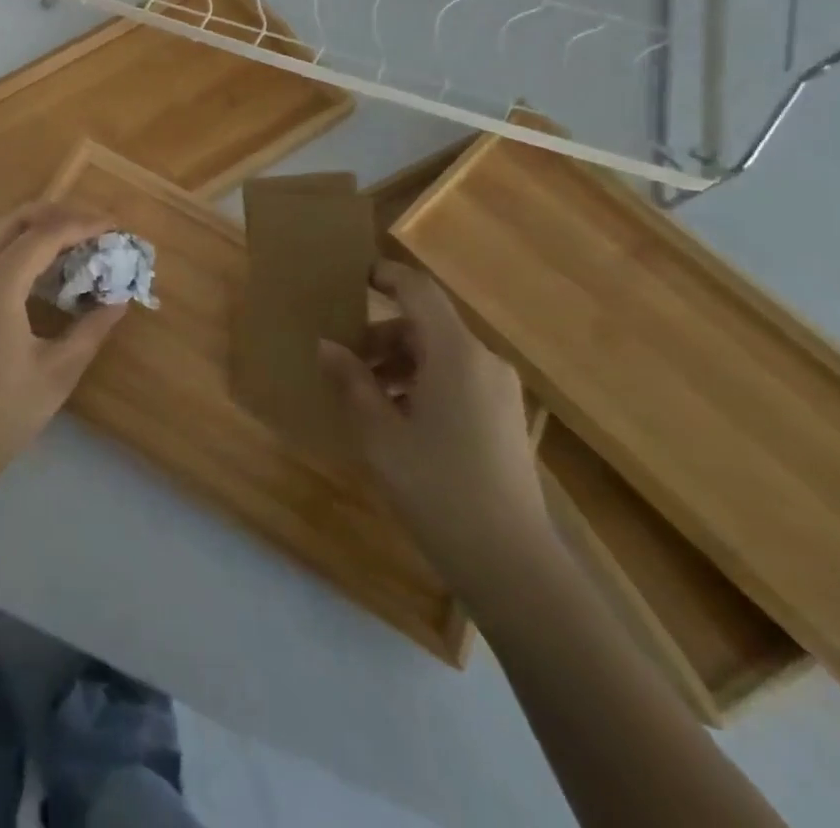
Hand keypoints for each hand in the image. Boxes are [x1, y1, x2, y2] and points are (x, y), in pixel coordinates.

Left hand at [0, 202, 127, 499]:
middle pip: (13, 219)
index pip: (45, 234)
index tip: (115, 225)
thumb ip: (90, 330)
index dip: (83, 224)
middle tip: (92, 226)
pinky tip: (36, 269)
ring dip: (30, 227)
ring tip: (70, 240)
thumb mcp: (56, 373)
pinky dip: (11, 245)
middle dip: (54, 213)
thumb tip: (119, 300)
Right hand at [318, 260, 551, 591]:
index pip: (418, 291)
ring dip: (398, 363)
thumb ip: (351, 382)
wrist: (512, 565)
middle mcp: (484, 362)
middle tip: (341, 360)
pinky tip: (395, 419)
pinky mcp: (503, 417)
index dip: (384, 275)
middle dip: (379, 336)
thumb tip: (327, 346)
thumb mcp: (379, 434)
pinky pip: (456, 379)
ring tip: (362, 395)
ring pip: (439, 354)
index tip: (350, 277)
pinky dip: (421, 383)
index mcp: (456, 354)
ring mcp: (498, 391)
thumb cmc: (438, 488)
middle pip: (424, 325)